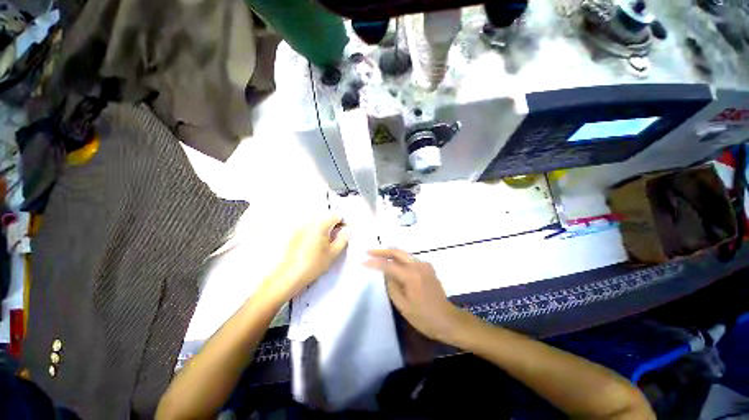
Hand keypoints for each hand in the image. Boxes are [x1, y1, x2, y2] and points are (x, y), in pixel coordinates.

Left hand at [259, 215, 348, 302]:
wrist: (289, 275)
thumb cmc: (314, 264)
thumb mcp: (333, 252)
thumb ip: (343, 239)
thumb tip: (348, 230)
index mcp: (320, 224)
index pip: (336, 216)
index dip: (343, 223)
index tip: (345, 231)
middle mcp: (309, 221)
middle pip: (326, 217)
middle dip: (334, 224)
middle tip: (337, 237)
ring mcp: (300, 226)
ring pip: (317, 221)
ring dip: (325, 227)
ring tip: (327, 241)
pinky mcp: (295, 233)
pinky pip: (309, 227)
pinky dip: (315, 231)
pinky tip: (315, 244)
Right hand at [365, 249, 464, 343]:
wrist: (447, 320)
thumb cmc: (423, 317)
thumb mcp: (402, 305)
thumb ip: (391, 285)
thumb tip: (386, 273)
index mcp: (411, 275)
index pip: (388, 265)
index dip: (374, 262)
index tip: (363, 261)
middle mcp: (418, 265)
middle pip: (397, 252)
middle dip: (382, 251)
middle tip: (369, 252)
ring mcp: (425, 265)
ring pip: (404, 254)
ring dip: (390, 254)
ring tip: (377, 255)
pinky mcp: (428, 268)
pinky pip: (410, 260)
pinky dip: (399, 259)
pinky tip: (392, 263)